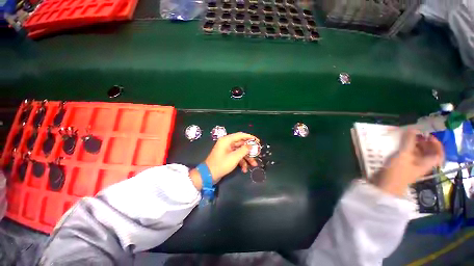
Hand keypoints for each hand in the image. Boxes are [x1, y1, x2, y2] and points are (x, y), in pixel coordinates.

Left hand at [189, 132, 258, 189]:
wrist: (209, 175)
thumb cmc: (221, 164)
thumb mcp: (234, 157)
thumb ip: (244, 150)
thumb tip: (251, 145)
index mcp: (227, 140)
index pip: (241, 135)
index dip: (250, 137)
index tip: (257, 141)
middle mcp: (227, 143)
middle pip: (241, 144)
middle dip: (249, 150)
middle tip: (257, 153)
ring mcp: (227, 150)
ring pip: (240, 151)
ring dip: (246, 158)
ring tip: (254, 165)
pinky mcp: (227, 156)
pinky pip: (236, 156)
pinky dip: (241, 161)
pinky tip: (244, 169)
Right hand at [373, 129, 443, 196]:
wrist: (384, 186)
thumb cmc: (397, 172)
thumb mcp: (403, 155)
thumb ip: (408, 142)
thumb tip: (412, 129)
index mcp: (426, 163)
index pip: (438, 153)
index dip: (436, 144)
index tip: (427, 135)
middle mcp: (421, 164)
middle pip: (428, 152)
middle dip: (423, 142)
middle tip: (414, 134)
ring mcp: (410, 166)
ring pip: (417, 153)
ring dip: (413, 145)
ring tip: (405, 138)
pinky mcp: (401, 166)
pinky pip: (407, 155)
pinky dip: (405, 149)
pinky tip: (397, 146)